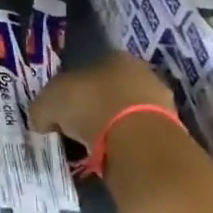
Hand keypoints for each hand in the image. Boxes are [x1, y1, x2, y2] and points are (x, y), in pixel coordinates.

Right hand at [28, 51, 173, 146]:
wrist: (136, 139)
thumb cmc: (89, 106)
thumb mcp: (47, 103)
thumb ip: (42, 109)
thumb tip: (42, 121)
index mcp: (114, 57)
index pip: (86, 69)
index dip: (69, 90)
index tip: (59, 111)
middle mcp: (140, 73)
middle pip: (107, 90)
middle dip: (91, 108)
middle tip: (72, 129)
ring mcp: (159, 100)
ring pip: (123, 113)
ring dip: (108, 127)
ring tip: (89, 147)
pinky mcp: (169, 129)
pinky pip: (135, 134)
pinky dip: (122, 144)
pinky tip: (108, 155)